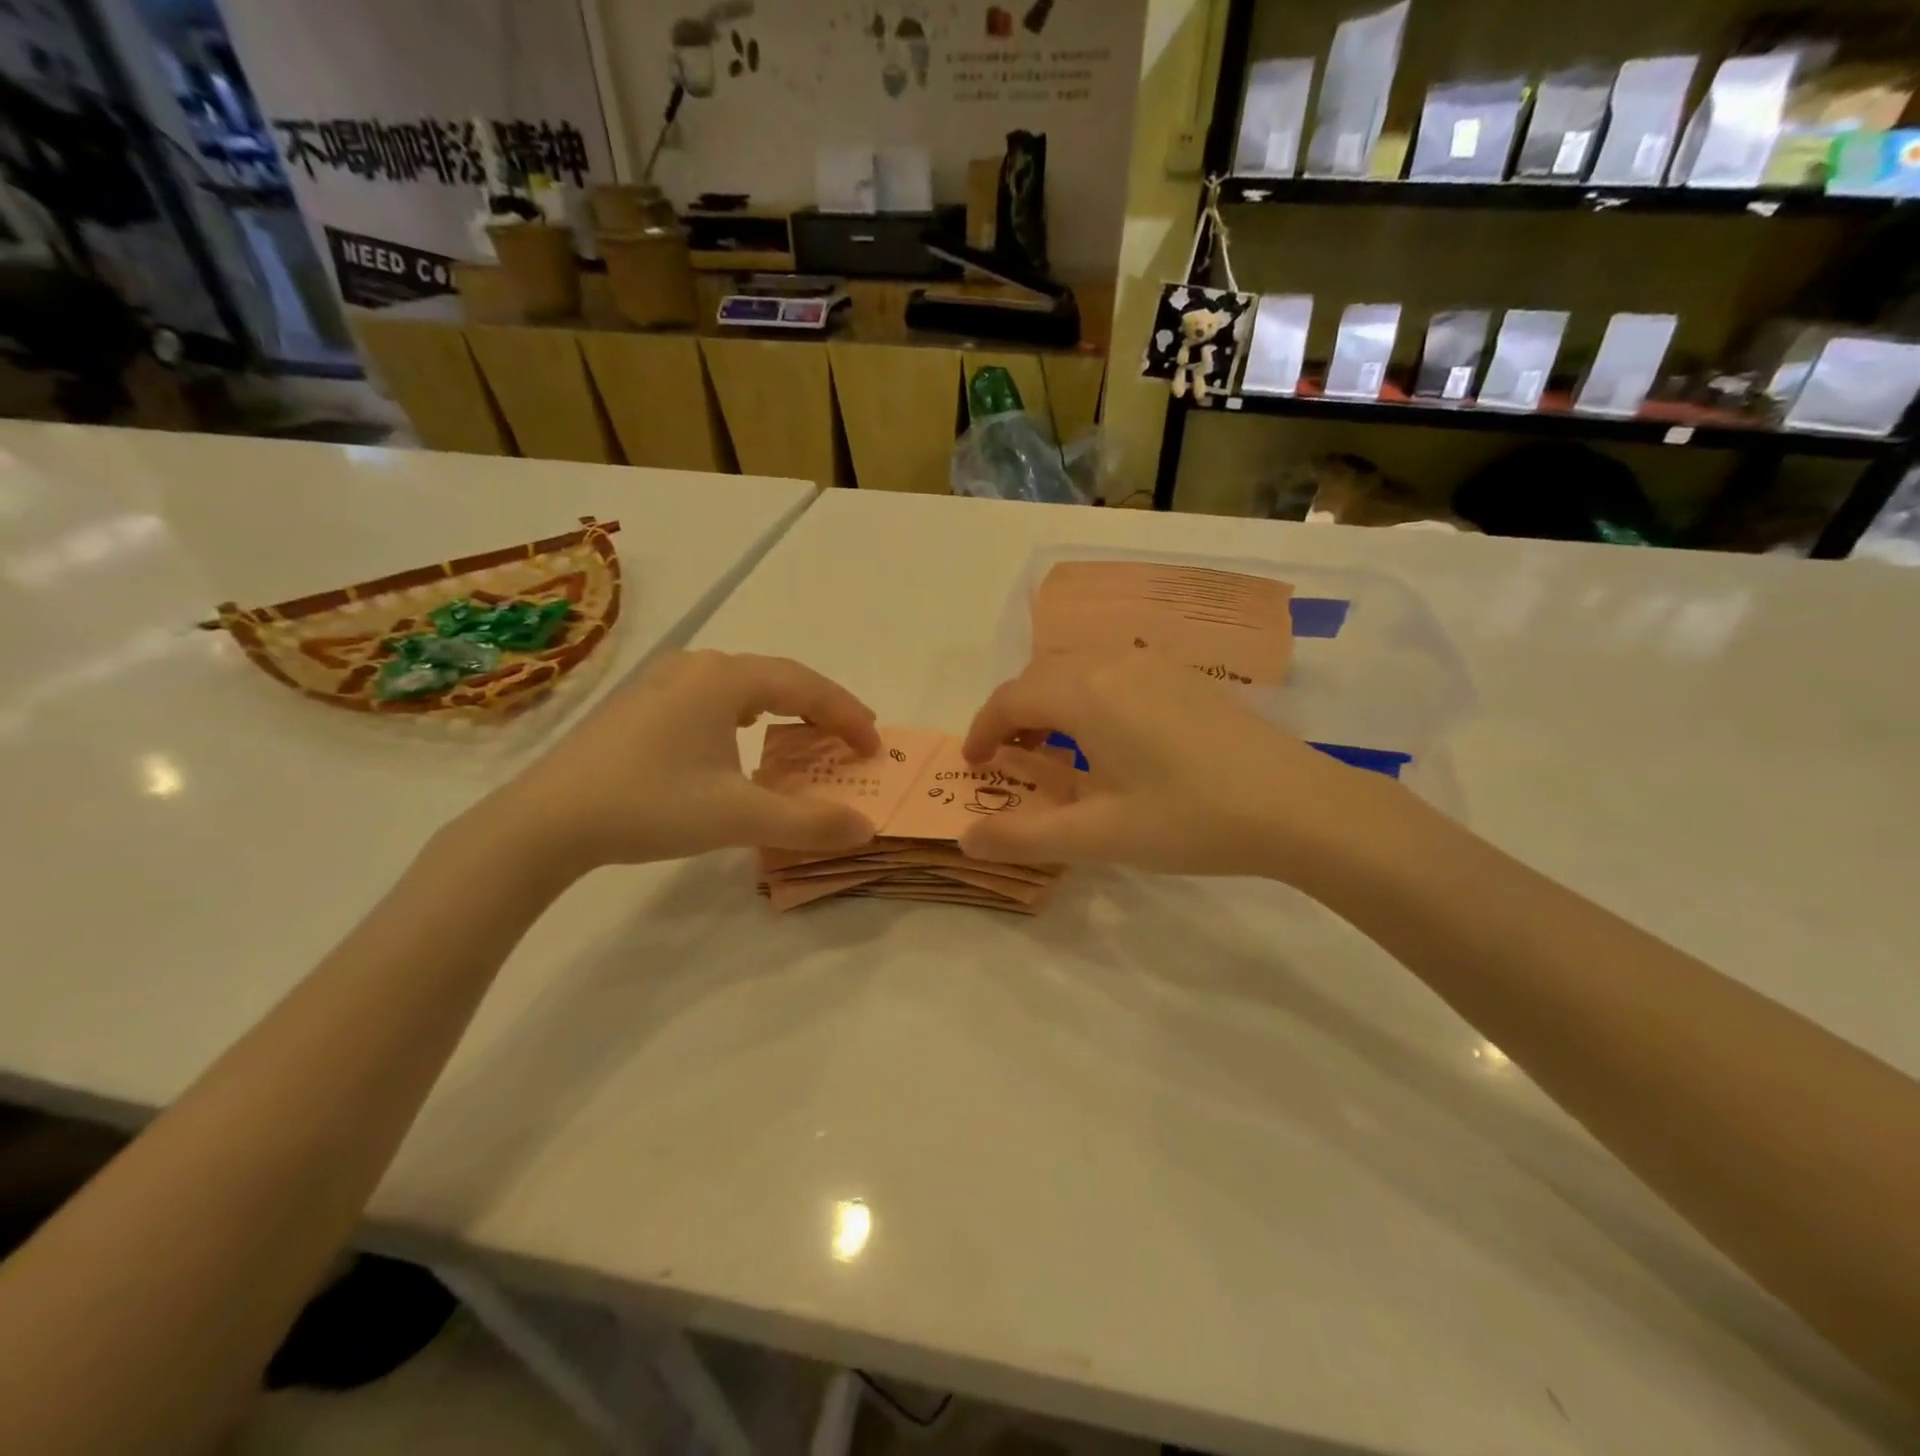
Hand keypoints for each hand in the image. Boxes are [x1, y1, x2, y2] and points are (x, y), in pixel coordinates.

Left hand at [471, 651, 881, 876]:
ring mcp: (664, 681)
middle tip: (852, 736)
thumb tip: (866, 829)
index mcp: (725, 679)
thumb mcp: (738, 817)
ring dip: (785, 706)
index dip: (847, 715)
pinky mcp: (642, 704)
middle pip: (778, 677)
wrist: (545, 820)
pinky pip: (715, 696)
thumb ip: (808, 823)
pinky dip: (748, 712)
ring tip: (807, 732)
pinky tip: (741, 734)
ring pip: (744, 683)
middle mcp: (697, 667)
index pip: (806, 686)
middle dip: (822, 706)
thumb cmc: (649, 806)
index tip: (874, 748)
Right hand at [959, 653, 1408, 882]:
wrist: (1298, 805)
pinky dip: (1087, 694)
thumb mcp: (1100, 836)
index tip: (972, 765)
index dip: (982, 730)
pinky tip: (1108, 736)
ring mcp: (1154, 664)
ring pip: (1077, 667)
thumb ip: (1025, 836)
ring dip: (1050, 700)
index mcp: (1085, 694)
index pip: (1010, 699)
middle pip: (1040, 675)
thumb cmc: (1190, 819)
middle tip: (1007, 759)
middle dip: (1012, 713)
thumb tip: (966, 838)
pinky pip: (1113, 670)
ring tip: (1052, 747)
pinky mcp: (1184, 677)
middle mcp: (1113, 664)